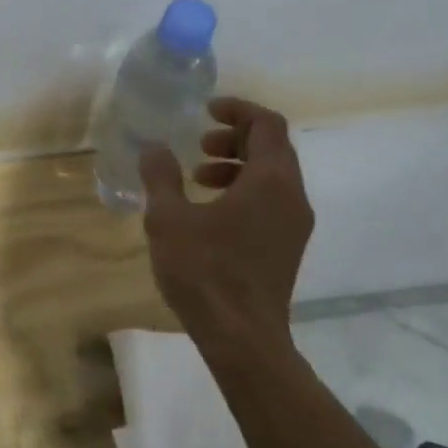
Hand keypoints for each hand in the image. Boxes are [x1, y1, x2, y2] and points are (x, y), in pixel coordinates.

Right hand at [140, 97, 314, 342]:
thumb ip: (161, 176)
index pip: (267, 123)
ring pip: (273, 177)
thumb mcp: (170, 219)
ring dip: (237, 166)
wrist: (242, 338)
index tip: (206, 111)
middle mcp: (292, 196)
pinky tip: (209, 213)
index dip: (237, 109)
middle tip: (199, 146)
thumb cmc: (205, 271)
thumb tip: (153, 148)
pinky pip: (271, 202)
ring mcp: (294, 225)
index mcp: (271, 180)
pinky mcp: (288, 247)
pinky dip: (244, 191)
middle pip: (273, 148)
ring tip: (198, 177)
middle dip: (235, 138)